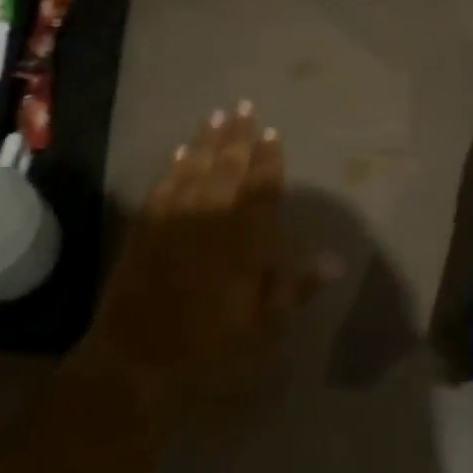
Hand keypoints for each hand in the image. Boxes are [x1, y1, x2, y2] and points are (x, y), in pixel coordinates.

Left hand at [76, 103, 337, 407]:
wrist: (136, 366)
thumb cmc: (210, 353)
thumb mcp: (263, 330)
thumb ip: (296, 288)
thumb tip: (336, 259)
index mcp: (243, 241)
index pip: (261, 189)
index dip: (269, 160)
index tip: (273, 132)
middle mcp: (209, 220)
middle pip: (227, 168)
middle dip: (237, 136)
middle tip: (244, 106)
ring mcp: (173, 221)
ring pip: (193, 169)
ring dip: (206, 141)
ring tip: (216, 115)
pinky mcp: (145, 229)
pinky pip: (163, 186)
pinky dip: (173, 166)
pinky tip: (179, 152)